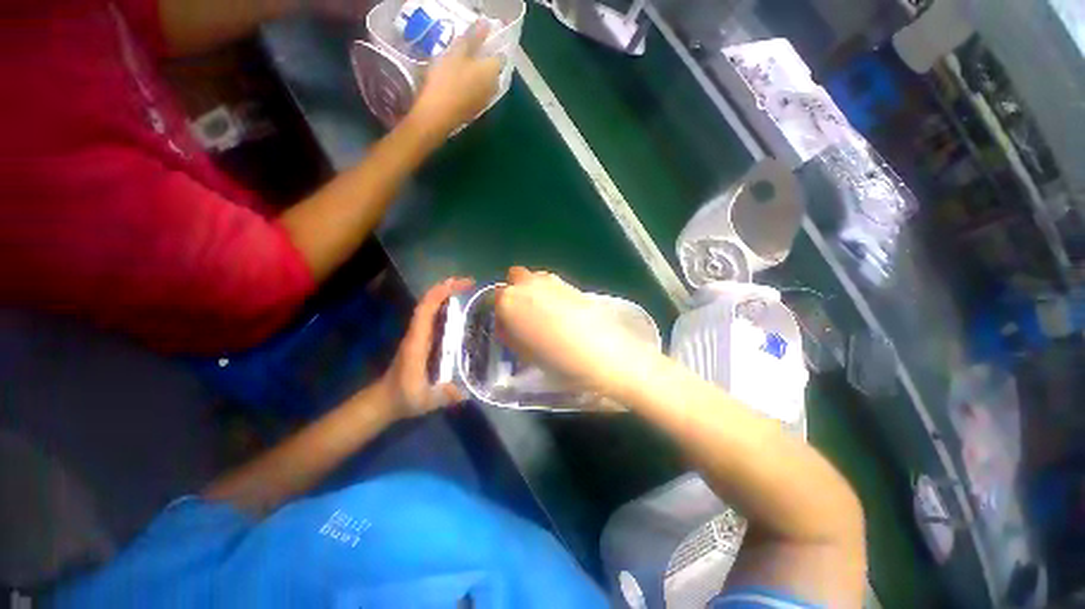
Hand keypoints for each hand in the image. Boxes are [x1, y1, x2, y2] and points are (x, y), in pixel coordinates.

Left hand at [379, 277, 472, 418]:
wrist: (385, 401)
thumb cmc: (403, 397)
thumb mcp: (423, 400)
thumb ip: (441, 396)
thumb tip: (464, 391)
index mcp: (416, 341)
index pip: (425, 310)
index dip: (440, 293)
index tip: (459, 284)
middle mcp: (417, 333)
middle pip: (428, 303)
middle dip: (447, 288)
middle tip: (470, 283)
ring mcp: (419, 335)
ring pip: (431, 308)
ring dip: (446, 295)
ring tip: (468, 290)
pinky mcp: (423, 340)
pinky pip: (434, 317)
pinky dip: (445, 307)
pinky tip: (462, 310)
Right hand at [407, 23, 501, 135]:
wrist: (438, 114)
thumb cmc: (447, 79)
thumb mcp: (457, 52)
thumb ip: (473, 38)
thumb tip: (486, 24)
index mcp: (491, 71)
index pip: (500, 57)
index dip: (493, 48)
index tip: (482, 43)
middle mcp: (493, 88)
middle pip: (493, 73)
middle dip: (485, 64)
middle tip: (470, 56)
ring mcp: (485, 102)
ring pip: (486, 86)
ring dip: (479, 79)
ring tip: (464, 70)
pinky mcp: (476, 113)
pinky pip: (478, 97)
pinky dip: (473, 90)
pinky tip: (461, 87)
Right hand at [495, 267, 660, 397]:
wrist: (601, 352)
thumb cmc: (556, 358)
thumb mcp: (523, 353)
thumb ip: (510, 335)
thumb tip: (507, 327)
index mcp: (509, 301)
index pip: (494, 298)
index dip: (501, 312)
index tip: (509, 326)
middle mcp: (527, 283)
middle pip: (513, 278)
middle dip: (515, 292)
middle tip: (524, 315)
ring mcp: (550, 280)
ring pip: (534, 278)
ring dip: (533, 290)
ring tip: (546, 314)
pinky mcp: (570, 283)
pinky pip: (551, 283)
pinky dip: (550, 292)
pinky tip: (562, 311)